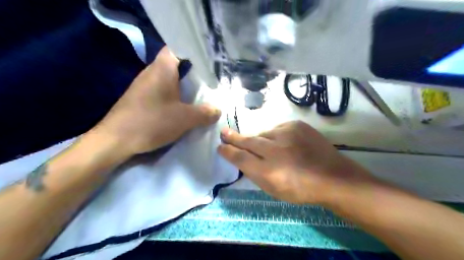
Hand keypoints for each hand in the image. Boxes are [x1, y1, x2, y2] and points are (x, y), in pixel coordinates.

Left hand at [94, 45, 220, 155]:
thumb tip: (217, 110)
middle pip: (176, 64)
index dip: (193, 51)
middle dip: (194, 72)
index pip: (178, 47)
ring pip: (170, 79)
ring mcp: (145, 85)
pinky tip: (184, 106)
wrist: (115, 140)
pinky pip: (163, 91)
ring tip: (202, 93)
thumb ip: (204, 113)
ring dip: (184, 86)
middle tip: (211, 79)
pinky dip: (175, 96)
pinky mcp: (142, 98)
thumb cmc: (151, 122)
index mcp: (162, 68)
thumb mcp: (184, 118)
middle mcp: (152, 72)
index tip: (209, 61)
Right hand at [220, 121, 374, 203]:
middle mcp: (275, 150)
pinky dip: (276, 136)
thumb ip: (255, 173)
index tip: (220, 147)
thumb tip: (242, 159)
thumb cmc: (301, 189)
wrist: (332, 177)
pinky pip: (278, 129)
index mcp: (269, 172)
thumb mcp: (274, 189)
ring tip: (268, 148)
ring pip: (263, 134)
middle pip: (248, 141)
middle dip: (234, 138)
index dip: (228, 152)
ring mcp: (287, 134)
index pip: (241, 158)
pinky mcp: (297, 125)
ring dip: (261, 140)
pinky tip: (284, 144)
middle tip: (224, 132)